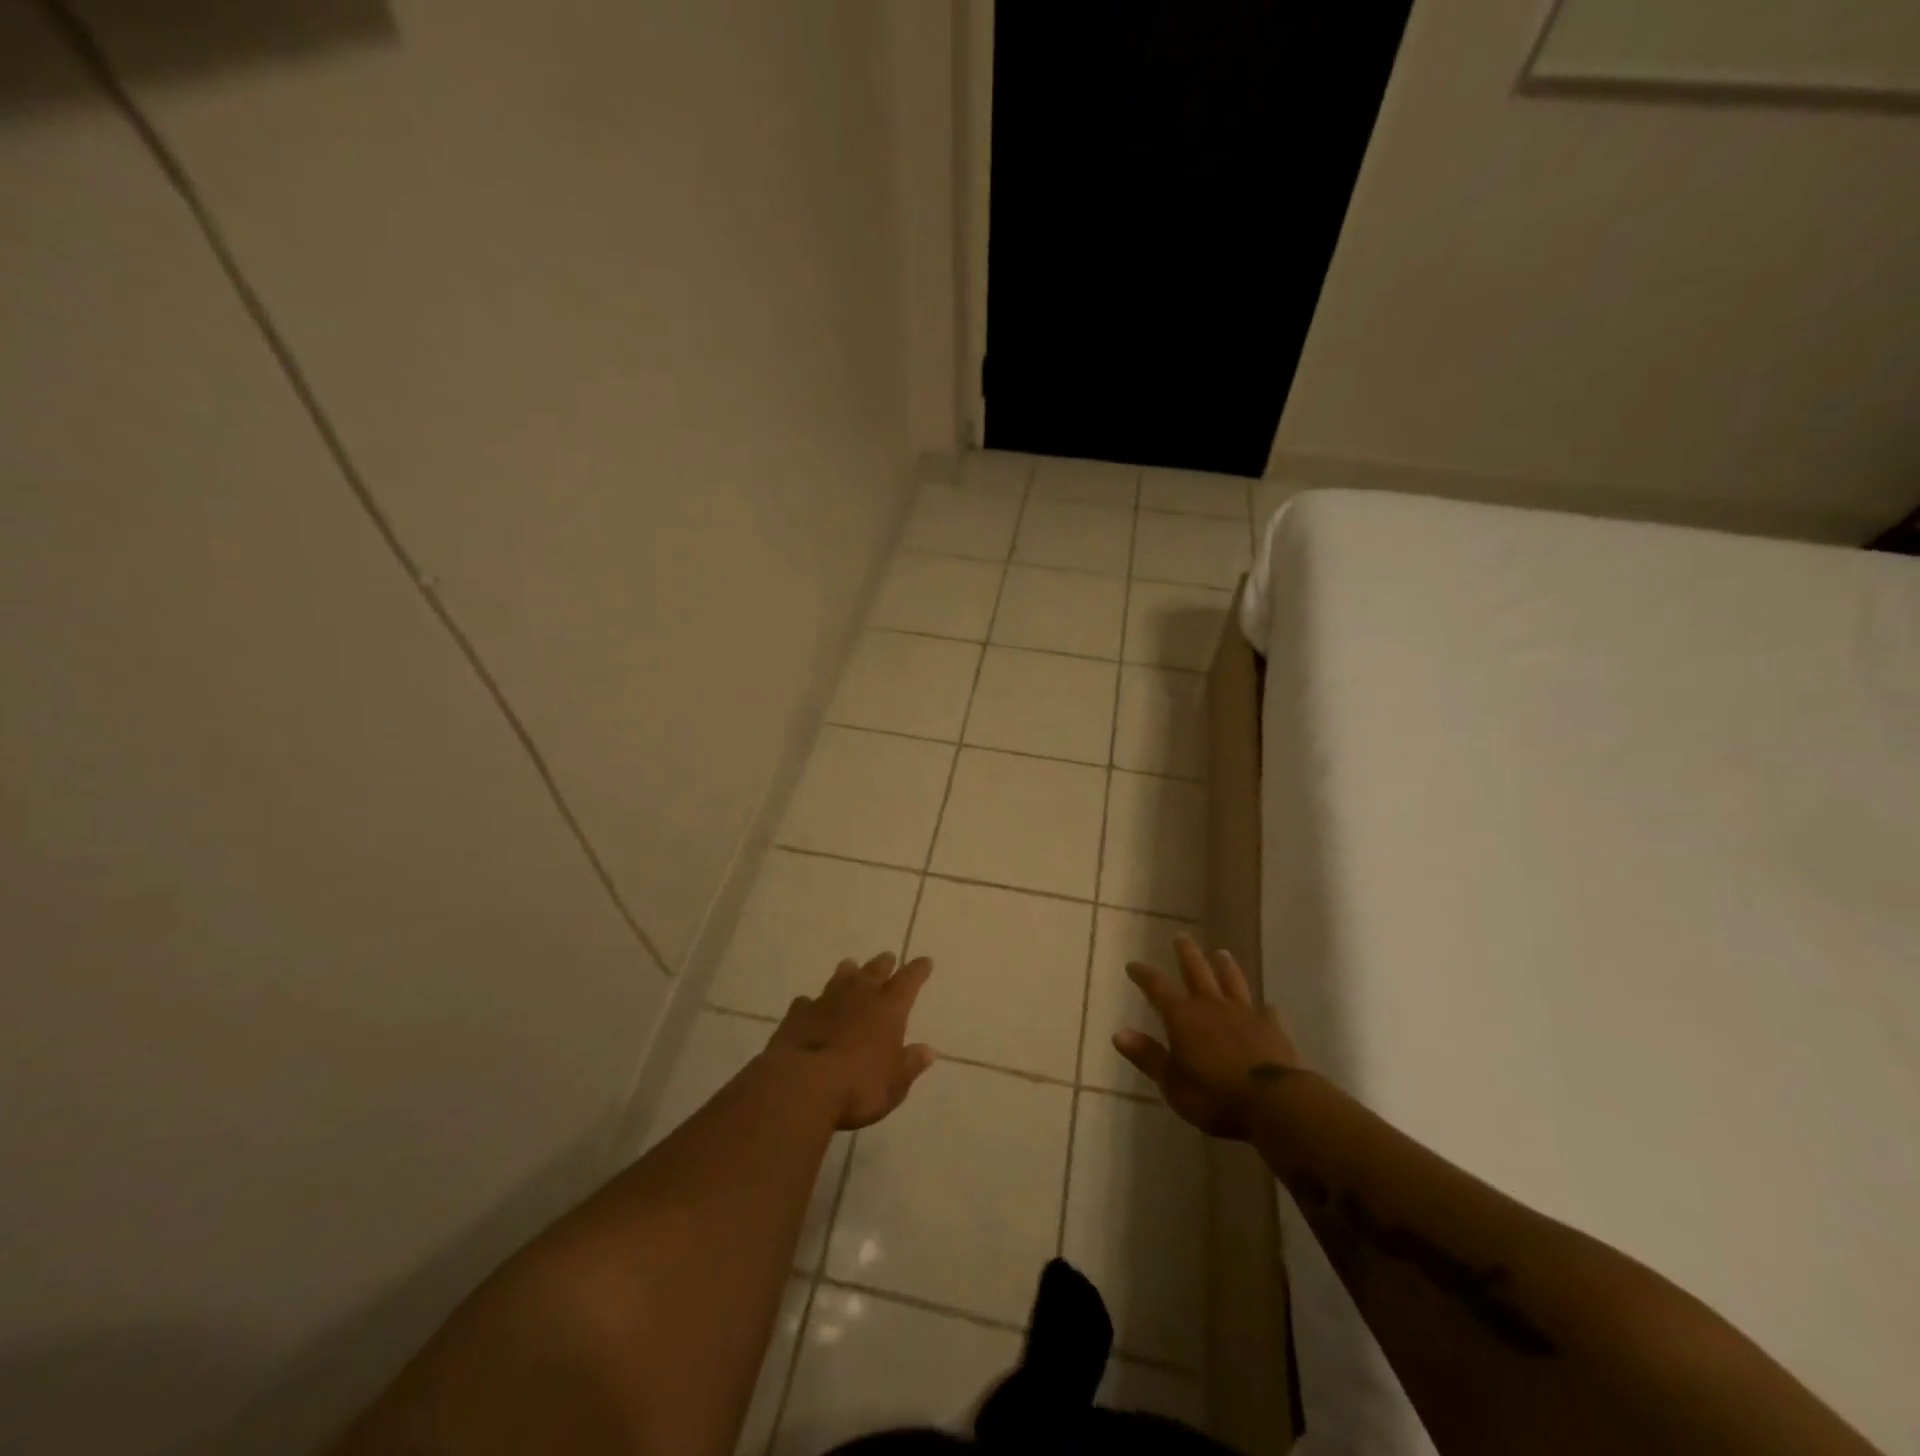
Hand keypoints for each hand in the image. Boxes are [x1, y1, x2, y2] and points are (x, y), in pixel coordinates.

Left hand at [766, 952, 936, 1129]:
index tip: (925, 961)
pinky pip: (807, 1002)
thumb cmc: (859, 1086)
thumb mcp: (895, 1084)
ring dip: (848, 972)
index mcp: (889, 1009)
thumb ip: (910, 1065)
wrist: (803, 1084)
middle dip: (884, 963)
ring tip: (850, 966)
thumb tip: (928, 1051)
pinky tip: (809, 1005)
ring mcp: (826, 1001)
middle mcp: (860, 996)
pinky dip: (811, 1002)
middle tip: (888, 957)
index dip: (918, 970)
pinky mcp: (798, 1014)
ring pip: (841, 977)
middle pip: (875, 970)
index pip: (909, 981)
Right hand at [1113, 933, 1303, 1140]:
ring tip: (1221, 952)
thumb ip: (1147, 1056)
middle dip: (1186, 953)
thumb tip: (1118, 1033)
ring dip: (1225, 967)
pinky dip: (1263, 1008)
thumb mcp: (1172, 1082)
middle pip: (1197, 971)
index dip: (1144, 974)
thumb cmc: (1214, 1095)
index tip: (1133, 965)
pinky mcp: (1272, 1028)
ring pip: (1232, 982)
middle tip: (1181, 936)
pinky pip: (1266, 1012)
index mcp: (1183, 1017)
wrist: (1272, 1102)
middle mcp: (1212, 1006)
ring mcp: (1245, 1014)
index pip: (1157, 987)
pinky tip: (1265, 1007)